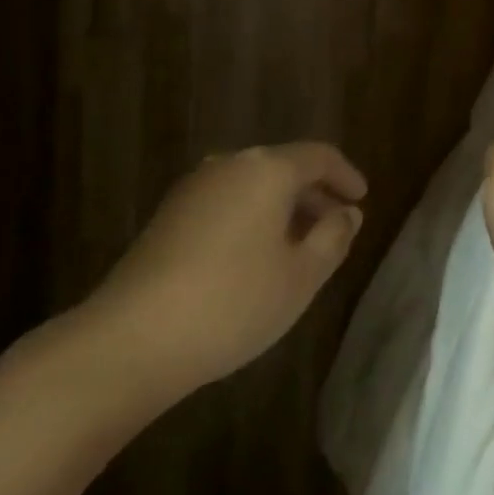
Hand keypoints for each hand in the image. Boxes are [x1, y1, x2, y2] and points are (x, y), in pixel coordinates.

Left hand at [81, 142, 366, 393]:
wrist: (132, 338)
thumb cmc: (232, 302)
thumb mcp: (300, 276)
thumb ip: (333, 238)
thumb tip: (347, 213)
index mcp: (268, 169)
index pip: (319, 156)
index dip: (346, 175)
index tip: (362, 198)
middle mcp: (231, 164)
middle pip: (284, 167)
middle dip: (314, 195)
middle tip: (336, 227)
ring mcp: (195, 187)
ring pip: (254, 185)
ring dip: (282, 208)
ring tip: (299, 246)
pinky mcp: (170, 214)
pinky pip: (227, 201)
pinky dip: (252, 217)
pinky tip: (254, 257)